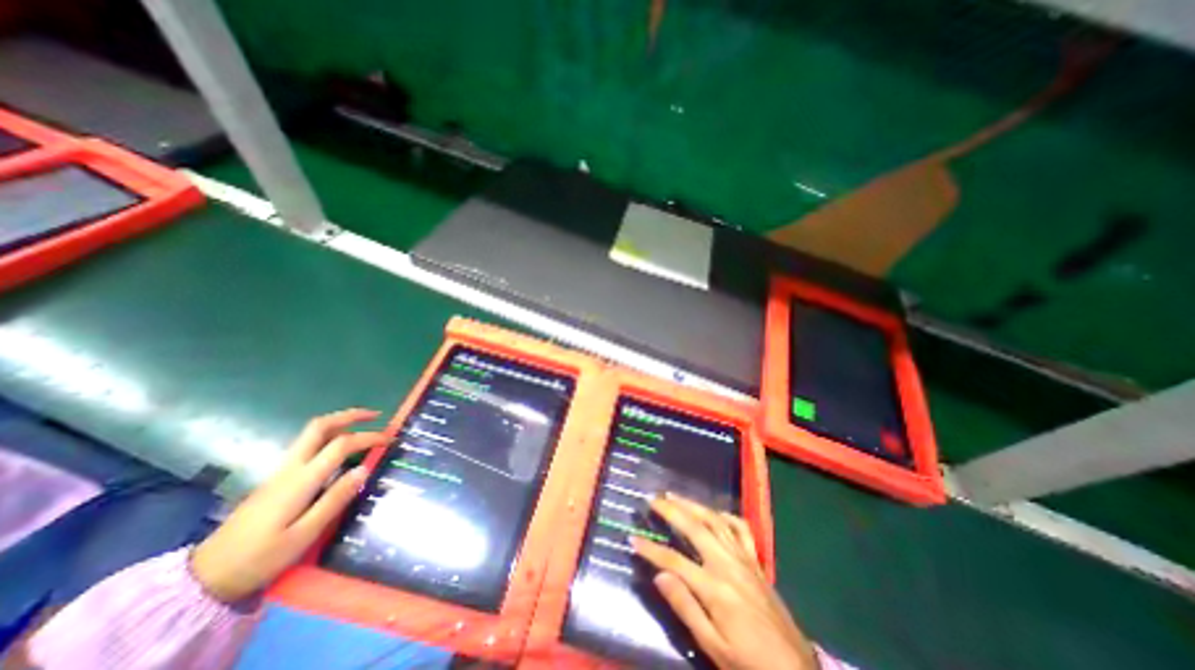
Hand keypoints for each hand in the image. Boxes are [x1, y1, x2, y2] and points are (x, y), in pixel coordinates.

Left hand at [192, 408, 384, 601]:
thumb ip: (335, 499)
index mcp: (301, 480)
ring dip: (340, 423)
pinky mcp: (276, 479)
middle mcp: (290, 468)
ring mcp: (280, 472)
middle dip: (350, 415)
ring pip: (312, 434)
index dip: (369, 437)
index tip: (390, 439)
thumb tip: (364, 469)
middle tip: (376, 415)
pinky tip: (341, 448)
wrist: (204, 577)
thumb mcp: (303, 534)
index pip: (341, 445)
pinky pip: (307, 446)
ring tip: (364, 425)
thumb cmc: (259, 558)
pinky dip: (330, 437)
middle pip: (319, 427)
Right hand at [629, 493, 816, 669]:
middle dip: (672, 510)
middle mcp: (728, 564)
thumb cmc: (749, 663)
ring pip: (716, 521)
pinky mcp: (757, 561)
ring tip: (675, 495)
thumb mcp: (714, 647)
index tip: (633, 538)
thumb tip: (659, 576)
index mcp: (715, 588)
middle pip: (695, 528)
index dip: (652, 549)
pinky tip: (715, 513)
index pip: (675, 561)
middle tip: (653, 499)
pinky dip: (726, 516)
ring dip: (693, 505)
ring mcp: (744, 559)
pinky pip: (741, 529)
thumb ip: (686, 608)